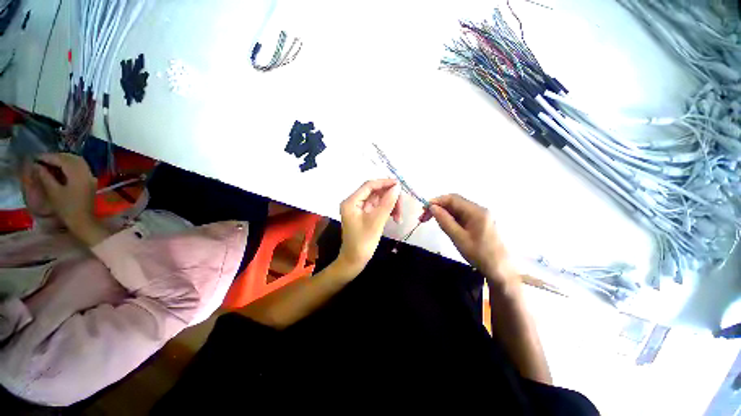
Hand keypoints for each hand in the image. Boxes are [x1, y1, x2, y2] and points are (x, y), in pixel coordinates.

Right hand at [33, 153, 97, 231]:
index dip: (49, 157)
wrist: (83, 220)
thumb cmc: (67, 208)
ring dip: (63, 160)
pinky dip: (70, 166)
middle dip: (57, 157)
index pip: (63, 159)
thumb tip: (36, 165)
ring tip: (49, 164)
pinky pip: (81, 168)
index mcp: (78, 174)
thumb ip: (45, 176)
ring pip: (77, 162)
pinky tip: (60, 170)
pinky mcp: (90, 182)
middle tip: (42, 160)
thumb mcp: (53, 191)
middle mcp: (87, 172)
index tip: (36, 157)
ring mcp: (90, 177)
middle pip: (72, 158)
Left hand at [337, 179, 401, 275]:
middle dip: (389, 198)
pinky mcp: (365, 215)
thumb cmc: (363, 242)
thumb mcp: (376, 222)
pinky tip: (395, 218)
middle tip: (401, 208)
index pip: (369, 185)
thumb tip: (397, 187)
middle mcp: (354, 202)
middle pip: (375, 192)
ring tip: (398, 217)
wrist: (354, 261)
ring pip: (378, 200)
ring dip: (390, 205)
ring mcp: (360, 209)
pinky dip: (387, 211)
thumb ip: (387, 203)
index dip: (384, 183)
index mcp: (351, 201)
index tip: (399, 185)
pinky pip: (378, 208)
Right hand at [422, 194, 517, 287]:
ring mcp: (480, 215)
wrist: (501, 270)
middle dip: (437, 207)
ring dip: (443, 212)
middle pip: (454, 202)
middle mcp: (479, 209)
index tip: (423, 210)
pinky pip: (461, 215)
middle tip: (423, 217)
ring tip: (430, 221)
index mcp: (476, 211)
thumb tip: (432, 207)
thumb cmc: (479, 254)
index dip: (436, 201)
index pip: (452, 198)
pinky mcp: (479, 222)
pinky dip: (450, 218)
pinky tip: (444, 225)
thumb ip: (444, 221)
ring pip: (456, 208)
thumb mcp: (458, 238)